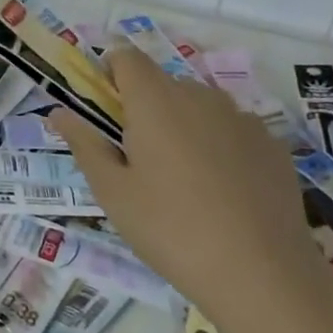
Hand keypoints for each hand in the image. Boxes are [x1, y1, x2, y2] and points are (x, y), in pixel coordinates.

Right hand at [49, 45, 309, 296]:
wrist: (261, 274)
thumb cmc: (170, 229)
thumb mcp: (113, 192)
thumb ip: (85, 144)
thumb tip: (60, 113)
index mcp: (155, 101)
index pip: (127, 58)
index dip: (111, 73)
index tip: (106, 110)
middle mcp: (199, 97)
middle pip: (163, 83)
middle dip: (145, 107)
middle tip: (138, 159)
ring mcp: (242, 119)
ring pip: (200, 106)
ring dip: (183, 125)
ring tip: (183, 179)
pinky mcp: (272, 145)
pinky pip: (233, 130)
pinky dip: (219, 145)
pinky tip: (223, 191)